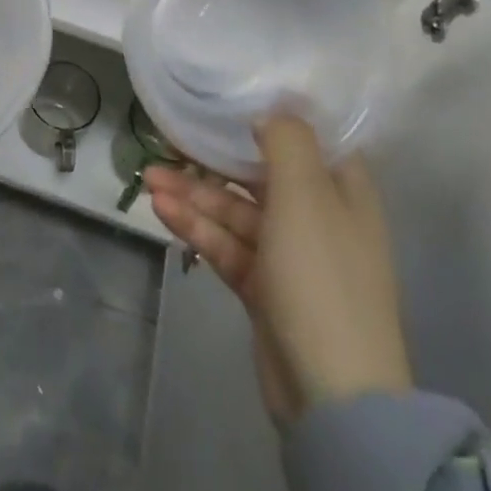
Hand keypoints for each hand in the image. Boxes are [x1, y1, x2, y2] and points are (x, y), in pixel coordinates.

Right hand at [145, 115, 410, 419]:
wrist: (333, 393)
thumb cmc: (322, 276)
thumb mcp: (306, 195)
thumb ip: (287, 141)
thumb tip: (269, 112)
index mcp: (342, 191)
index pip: (308, 139)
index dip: (271, 116)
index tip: (228, 96)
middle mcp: (318, 216)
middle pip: (260, 173)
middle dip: (214, 157)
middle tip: (168, 138)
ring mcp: (289, 255)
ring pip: (235, 210)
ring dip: (194, 193)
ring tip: (148, 178)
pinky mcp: (263, 286)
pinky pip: (226, 244)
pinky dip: (197, 227)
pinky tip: (161, 210)